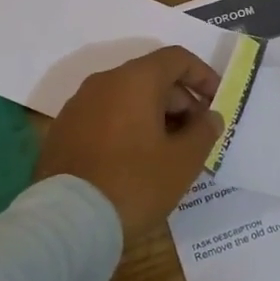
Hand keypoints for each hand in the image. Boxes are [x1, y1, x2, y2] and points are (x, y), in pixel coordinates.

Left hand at [36, 46, 223, 236]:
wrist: (67, 222)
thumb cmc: (134, 183)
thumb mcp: (183, 161)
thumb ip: (204, 132)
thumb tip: (209, 117)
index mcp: (135, 80)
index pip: (177, 58)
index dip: (203, 76)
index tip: (217, 102)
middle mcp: (103, 82)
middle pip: (151, 78)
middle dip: (179, 102)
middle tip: (196, 136)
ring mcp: (78, 106)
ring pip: (126, 98)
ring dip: (153, 116)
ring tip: (167, 152)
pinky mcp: (63, 131)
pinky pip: (104, 117)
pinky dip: (126, 128)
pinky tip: (134, 161)